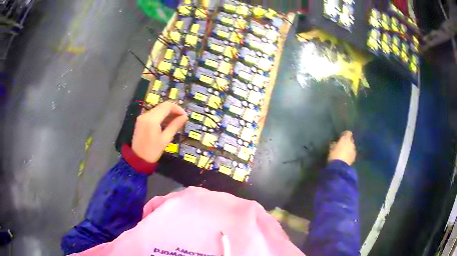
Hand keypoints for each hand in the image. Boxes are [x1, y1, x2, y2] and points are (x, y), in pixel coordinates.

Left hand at [132, 101, 187, 162]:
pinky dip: (161, 116)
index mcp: (152, 119)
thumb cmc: (153, 151)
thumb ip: (175, 125)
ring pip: (158, 109)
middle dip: (173, 110)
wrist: (138, 159)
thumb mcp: (166, 139)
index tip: (184, 116)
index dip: (178, 108)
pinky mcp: (141, 120)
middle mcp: (146, 115)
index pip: (167, 106)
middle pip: (162, 106)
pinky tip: (167, 123)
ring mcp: (142, 117)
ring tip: (176, 122)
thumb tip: (184, 117)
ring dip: (167, 113)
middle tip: (181, 119)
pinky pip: (153, 114)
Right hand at [328, 130, 356, 165]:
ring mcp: (354, 150)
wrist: (339, 167)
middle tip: (342, 145)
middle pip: (350, 140)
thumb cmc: (334, 156)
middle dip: (347, 142)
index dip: (345, 135)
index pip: (348, 133)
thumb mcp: (331, 149)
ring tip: (344, 152)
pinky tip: (345, 157)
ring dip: (349, 148)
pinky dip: (349, 154)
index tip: (341, 137)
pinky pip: (352, 153)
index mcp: (346, 139)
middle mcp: (351, 143)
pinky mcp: (354, 157)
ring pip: (352, 147)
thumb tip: (335, 143)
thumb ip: (334, 144)